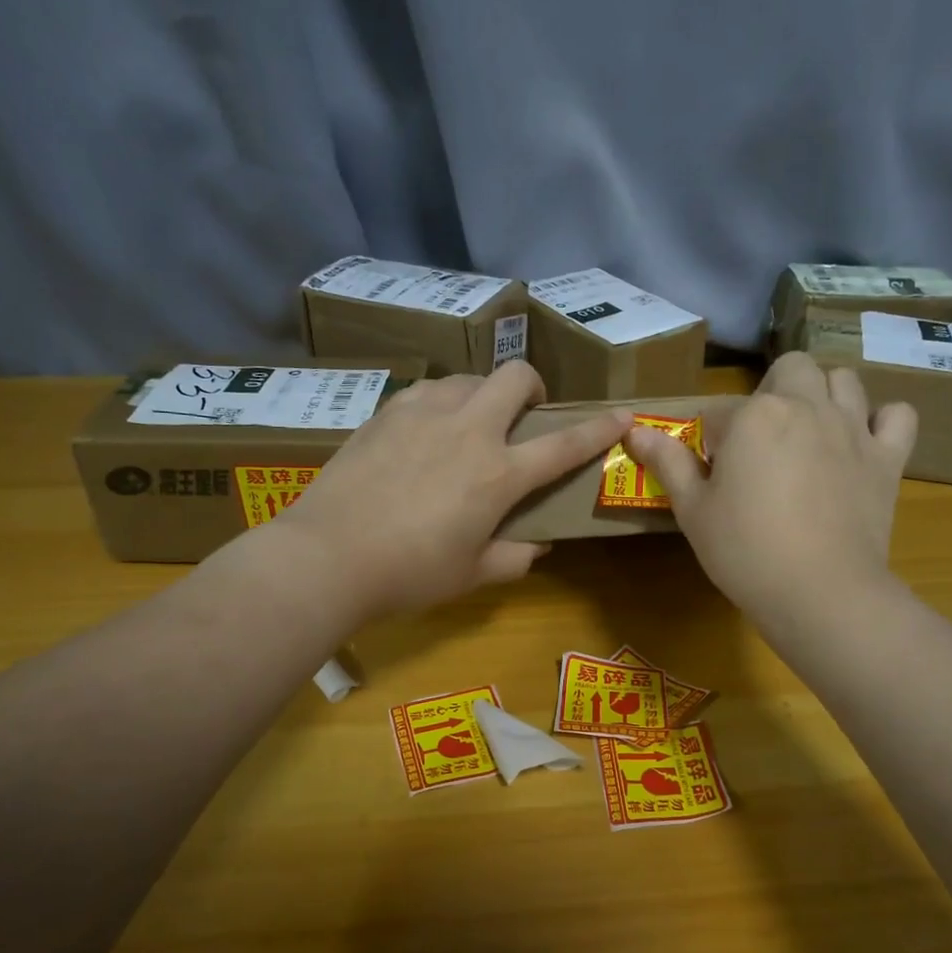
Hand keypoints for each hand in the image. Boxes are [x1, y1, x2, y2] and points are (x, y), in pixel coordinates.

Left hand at [251, 362, 631, 620]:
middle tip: (523, 414)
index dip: (599, 429)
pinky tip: (425, 431)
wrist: (328, 555)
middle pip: (515, 377)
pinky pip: (428, 391)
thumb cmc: (409, 573)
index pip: (564, 444)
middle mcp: (469, 431)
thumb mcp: (471, 575)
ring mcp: (424, 413)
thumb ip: (512, 557)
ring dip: (482, 393)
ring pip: (469, 377)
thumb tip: (535, 545)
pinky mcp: (387, 412)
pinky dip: (441, 403)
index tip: (623, 415)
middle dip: (531, 387)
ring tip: (469, 424)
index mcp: (499, 474)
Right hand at [624, 353, 915, 624]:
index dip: (712, 442)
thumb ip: (667, 463)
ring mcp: (852, 428)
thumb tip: (634, 430)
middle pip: (790, 369)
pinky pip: (897, 416)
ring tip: (809, 431)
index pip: (720, 411)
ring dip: (824, 394)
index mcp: (753, 416)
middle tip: (761, 439)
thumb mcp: (692, 510)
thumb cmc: (744, 551)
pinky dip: (882, 421)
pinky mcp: (887, 457)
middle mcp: (806, 406)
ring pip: (843, 380)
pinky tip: (863, 441)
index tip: (712, 474)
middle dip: (772, 391)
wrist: (820, 592)